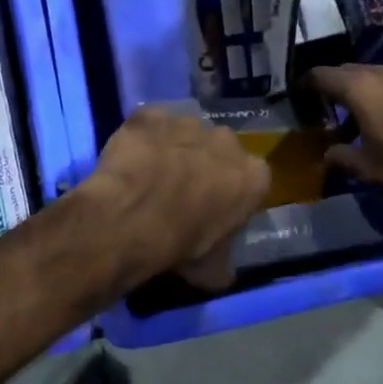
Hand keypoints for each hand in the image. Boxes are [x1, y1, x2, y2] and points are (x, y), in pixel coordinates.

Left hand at [85, 106, 269, 290]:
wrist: (130, 217)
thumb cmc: (180, 245)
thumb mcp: (212, 270)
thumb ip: (223, 261)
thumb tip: (221, 270)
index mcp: (253, 176)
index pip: (251, 180)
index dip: (231, 192)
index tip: (214, 207)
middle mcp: (226, 140)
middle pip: (219, 148)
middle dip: (205, 162)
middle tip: (181, 188)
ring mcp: (188, 122)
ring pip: (185, 131)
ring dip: (174, 146)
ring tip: (150, 172)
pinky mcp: (151, 113)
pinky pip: (150, 123)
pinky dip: (143, 136)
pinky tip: (130, 157)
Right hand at [309, 65, 382, 232]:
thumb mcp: (372, 171)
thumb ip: (343, 158)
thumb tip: (328, 154)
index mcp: (361, 89)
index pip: (321, 75)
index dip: (305, 84)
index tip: (296, 95)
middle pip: (348, 72)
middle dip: (333, 89)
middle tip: (325, 111)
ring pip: (376, 78)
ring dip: (362, 95)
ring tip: (359, 123)